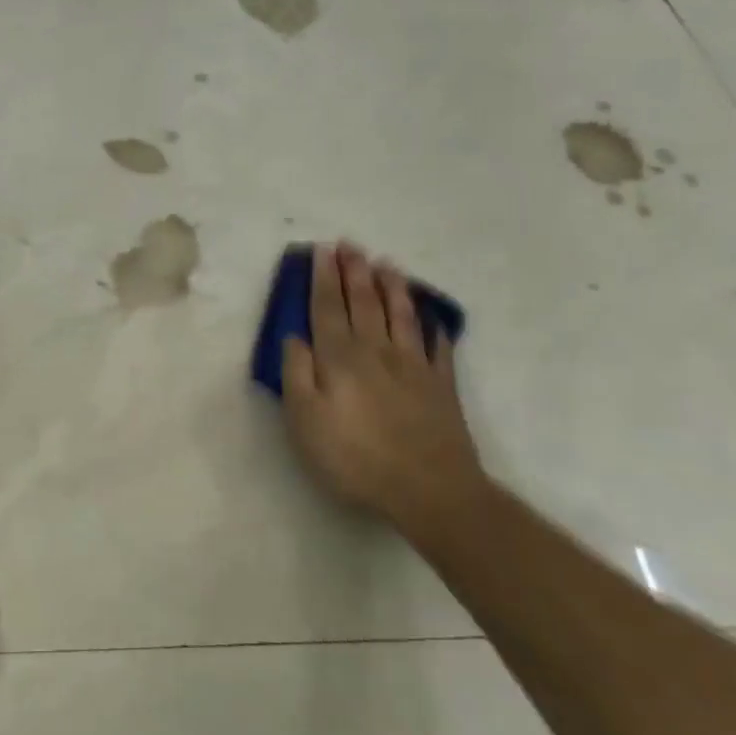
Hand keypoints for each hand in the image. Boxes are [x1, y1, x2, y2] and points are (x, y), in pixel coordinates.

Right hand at [282, 242, 485, 522]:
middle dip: (354, 271)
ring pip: (401, 316)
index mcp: (340, 358)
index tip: (321, 250)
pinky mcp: (441, 386)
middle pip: (364, 303)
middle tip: (350, 245)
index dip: (323, 278)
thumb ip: (297, 374)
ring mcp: (414, 366)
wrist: (429, 490)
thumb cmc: (355, 457)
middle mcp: (377, 351)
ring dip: (392, 287)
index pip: (327, 307)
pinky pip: (437, 347)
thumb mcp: (306, 421)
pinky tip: (431, 318)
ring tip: (386, 264)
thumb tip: (294, 337)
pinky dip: (432, 327)